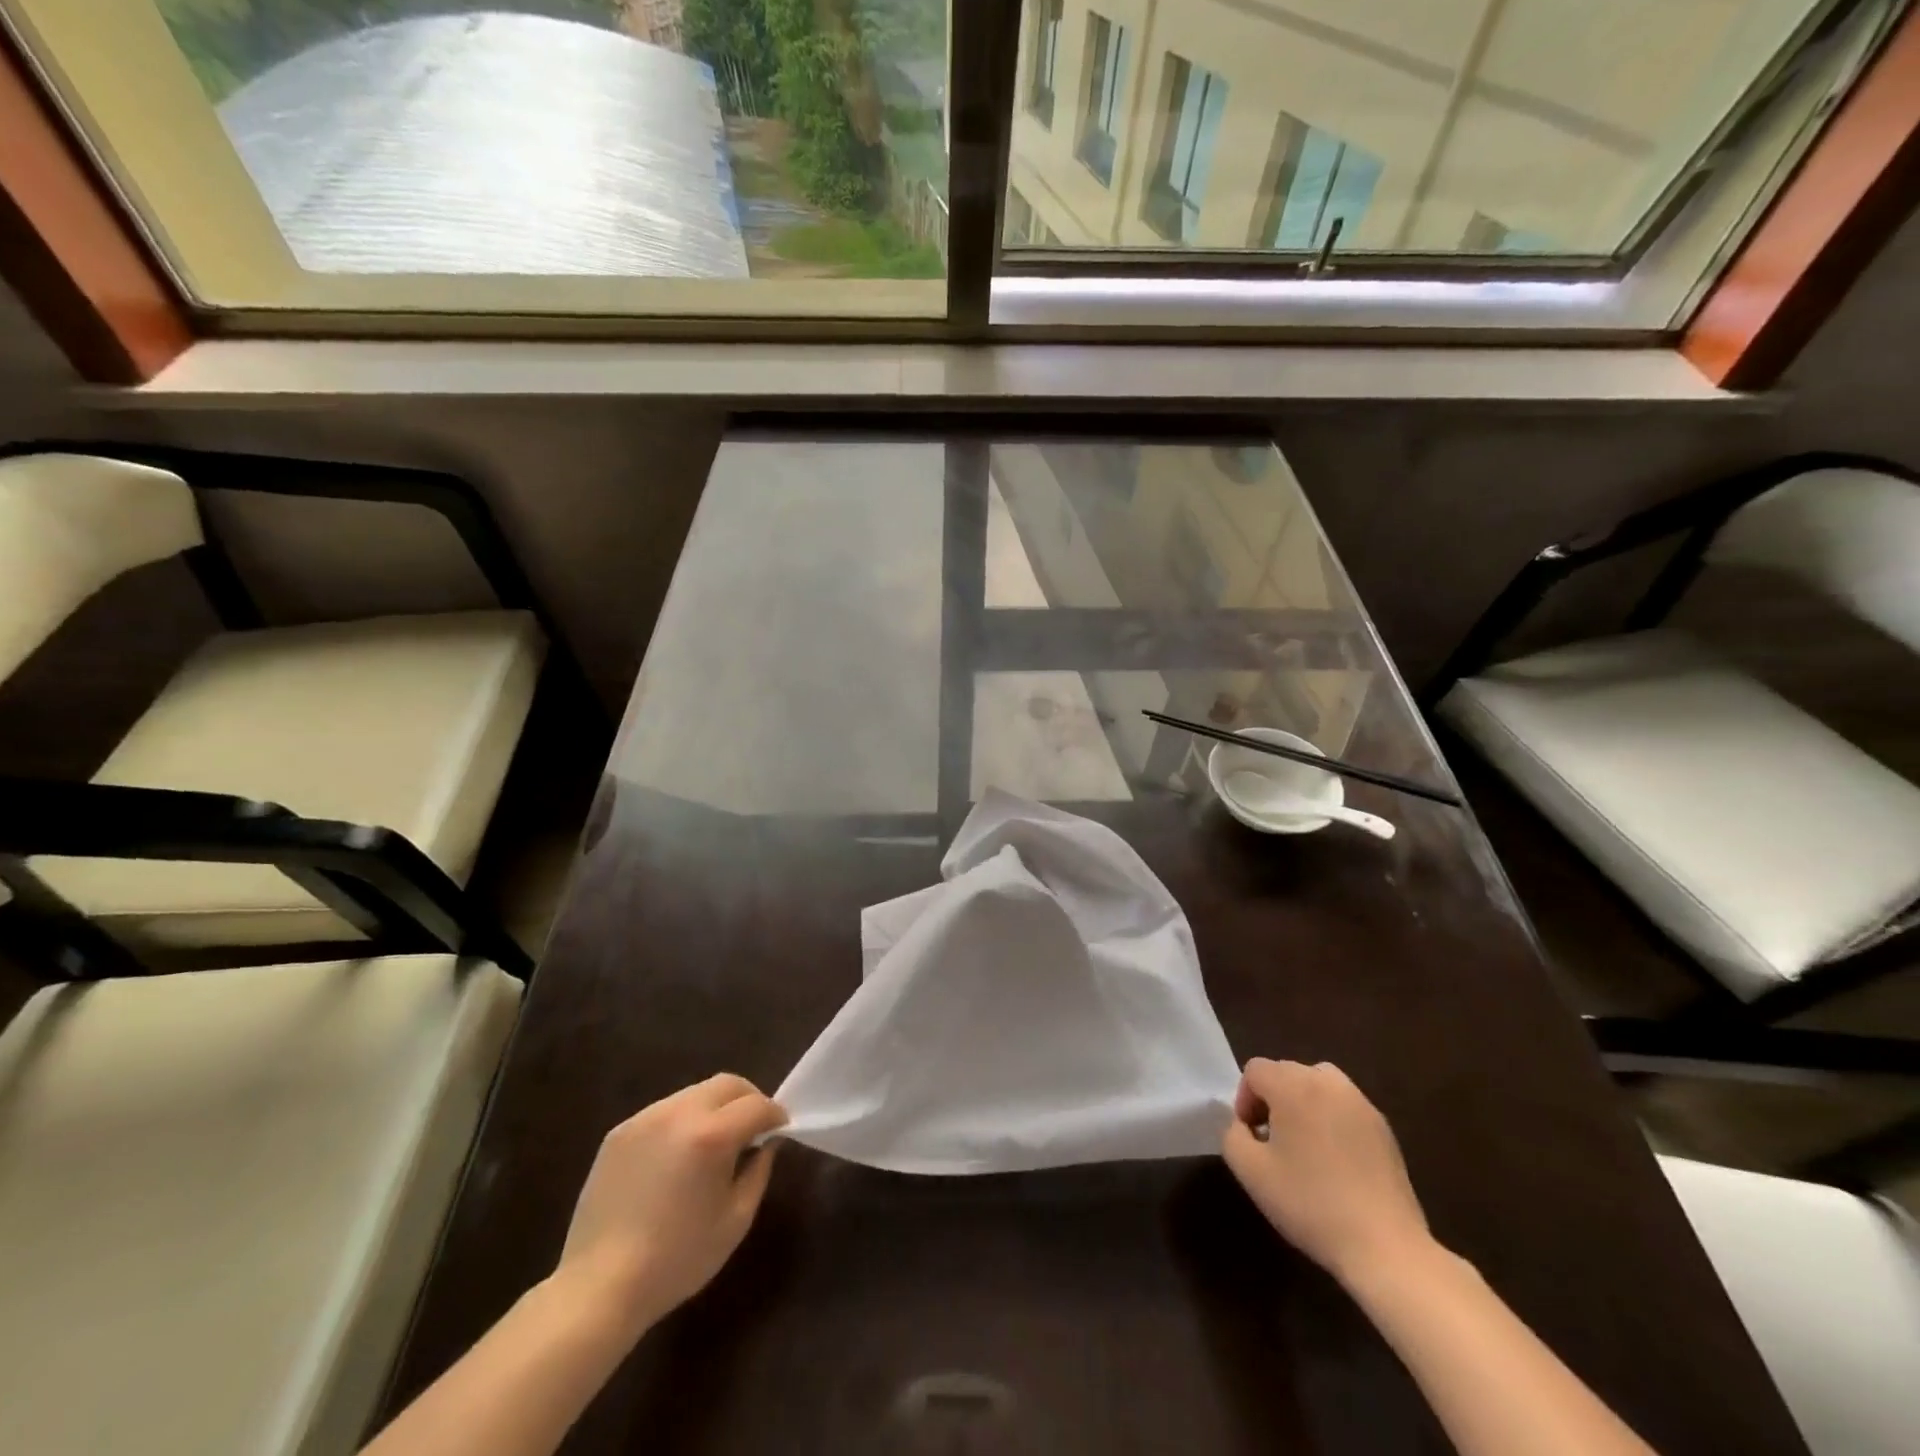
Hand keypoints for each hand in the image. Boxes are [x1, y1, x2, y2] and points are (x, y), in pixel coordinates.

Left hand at [554, 1074, 786, 1338]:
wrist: (598, 1288)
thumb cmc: (677, 1259)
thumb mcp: (735, 1220)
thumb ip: (758, 1171)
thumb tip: (766, 1142)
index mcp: (710, 1135)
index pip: (756, 1105)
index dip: (775, 1115)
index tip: (780, 1131)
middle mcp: (678, 1113)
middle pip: (727, 1084)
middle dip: (748, 1099)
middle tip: (753, 1129)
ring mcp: (644, 1118)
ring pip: (695, 1093)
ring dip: (715, 1108)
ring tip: (714, 1143)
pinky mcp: (619, 1131)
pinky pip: (664, 1111)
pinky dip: (682, 1121)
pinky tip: (677, 1157)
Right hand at [1221, 1058, 1432, 1286]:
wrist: (1384, 1247)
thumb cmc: (1310, 1204)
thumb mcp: (1250, 1171)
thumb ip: (1232, 1135)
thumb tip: (1243, 1125)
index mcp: (1293, 1086)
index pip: (1255, 1070)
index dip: (1244, 1099)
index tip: (1252, 1136)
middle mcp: (1328, 1083)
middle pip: (1286, 1071)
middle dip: (1272, 1099)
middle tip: (1273, 1141)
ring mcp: (1360, 1103)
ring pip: (1318, 1083)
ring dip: (1302, 1102)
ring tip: (1304, 1143)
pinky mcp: (1383, 1127)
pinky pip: (1344, 1105)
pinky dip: (1331, 1118)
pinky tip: (1336, 1161)